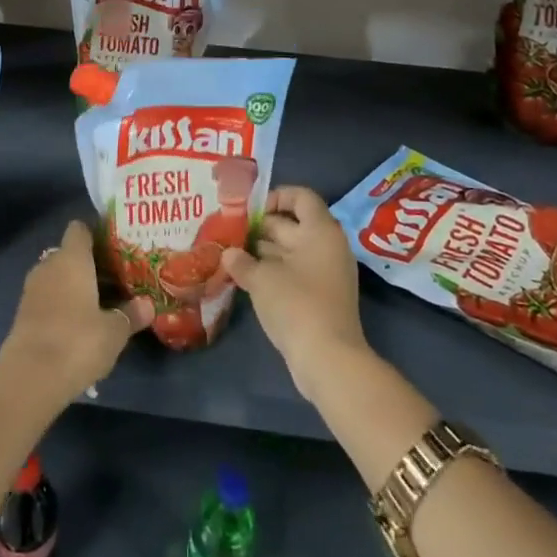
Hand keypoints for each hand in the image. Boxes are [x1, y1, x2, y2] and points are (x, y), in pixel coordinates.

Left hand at [0, 220, 150, 416]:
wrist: (29, 378)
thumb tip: (148, 305)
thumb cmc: (78, 342)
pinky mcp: (22, 314)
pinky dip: (61, 306)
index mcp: (71, 258)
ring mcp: (32, 290)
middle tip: (115, 279)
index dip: (97, 235)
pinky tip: (78, 326)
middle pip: (69, 254)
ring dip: (74, 287)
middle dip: (89, 265)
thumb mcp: (114, 331)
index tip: (116, 248)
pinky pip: (47, 299)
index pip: (80, 229)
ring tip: (100, 303)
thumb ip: (131, 315)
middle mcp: (48, 265)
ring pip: (57, 277)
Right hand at [222, 186, 367, 399]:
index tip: (250, 211)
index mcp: (320, 231)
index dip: (275, 196)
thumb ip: (242, 260)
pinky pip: (294, 272)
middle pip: (292, 224)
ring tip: (231, 254)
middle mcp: (327, 246)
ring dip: (263, 252)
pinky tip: (245, 278)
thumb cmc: (296, 304)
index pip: (301, 197)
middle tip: (230, 232)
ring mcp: (325, 274)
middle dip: (260, 227)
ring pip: (290, 251)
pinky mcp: (320, 297)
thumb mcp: (261, 278)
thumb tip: (228, 254)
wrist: (328, 360)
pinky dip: (272, 272)